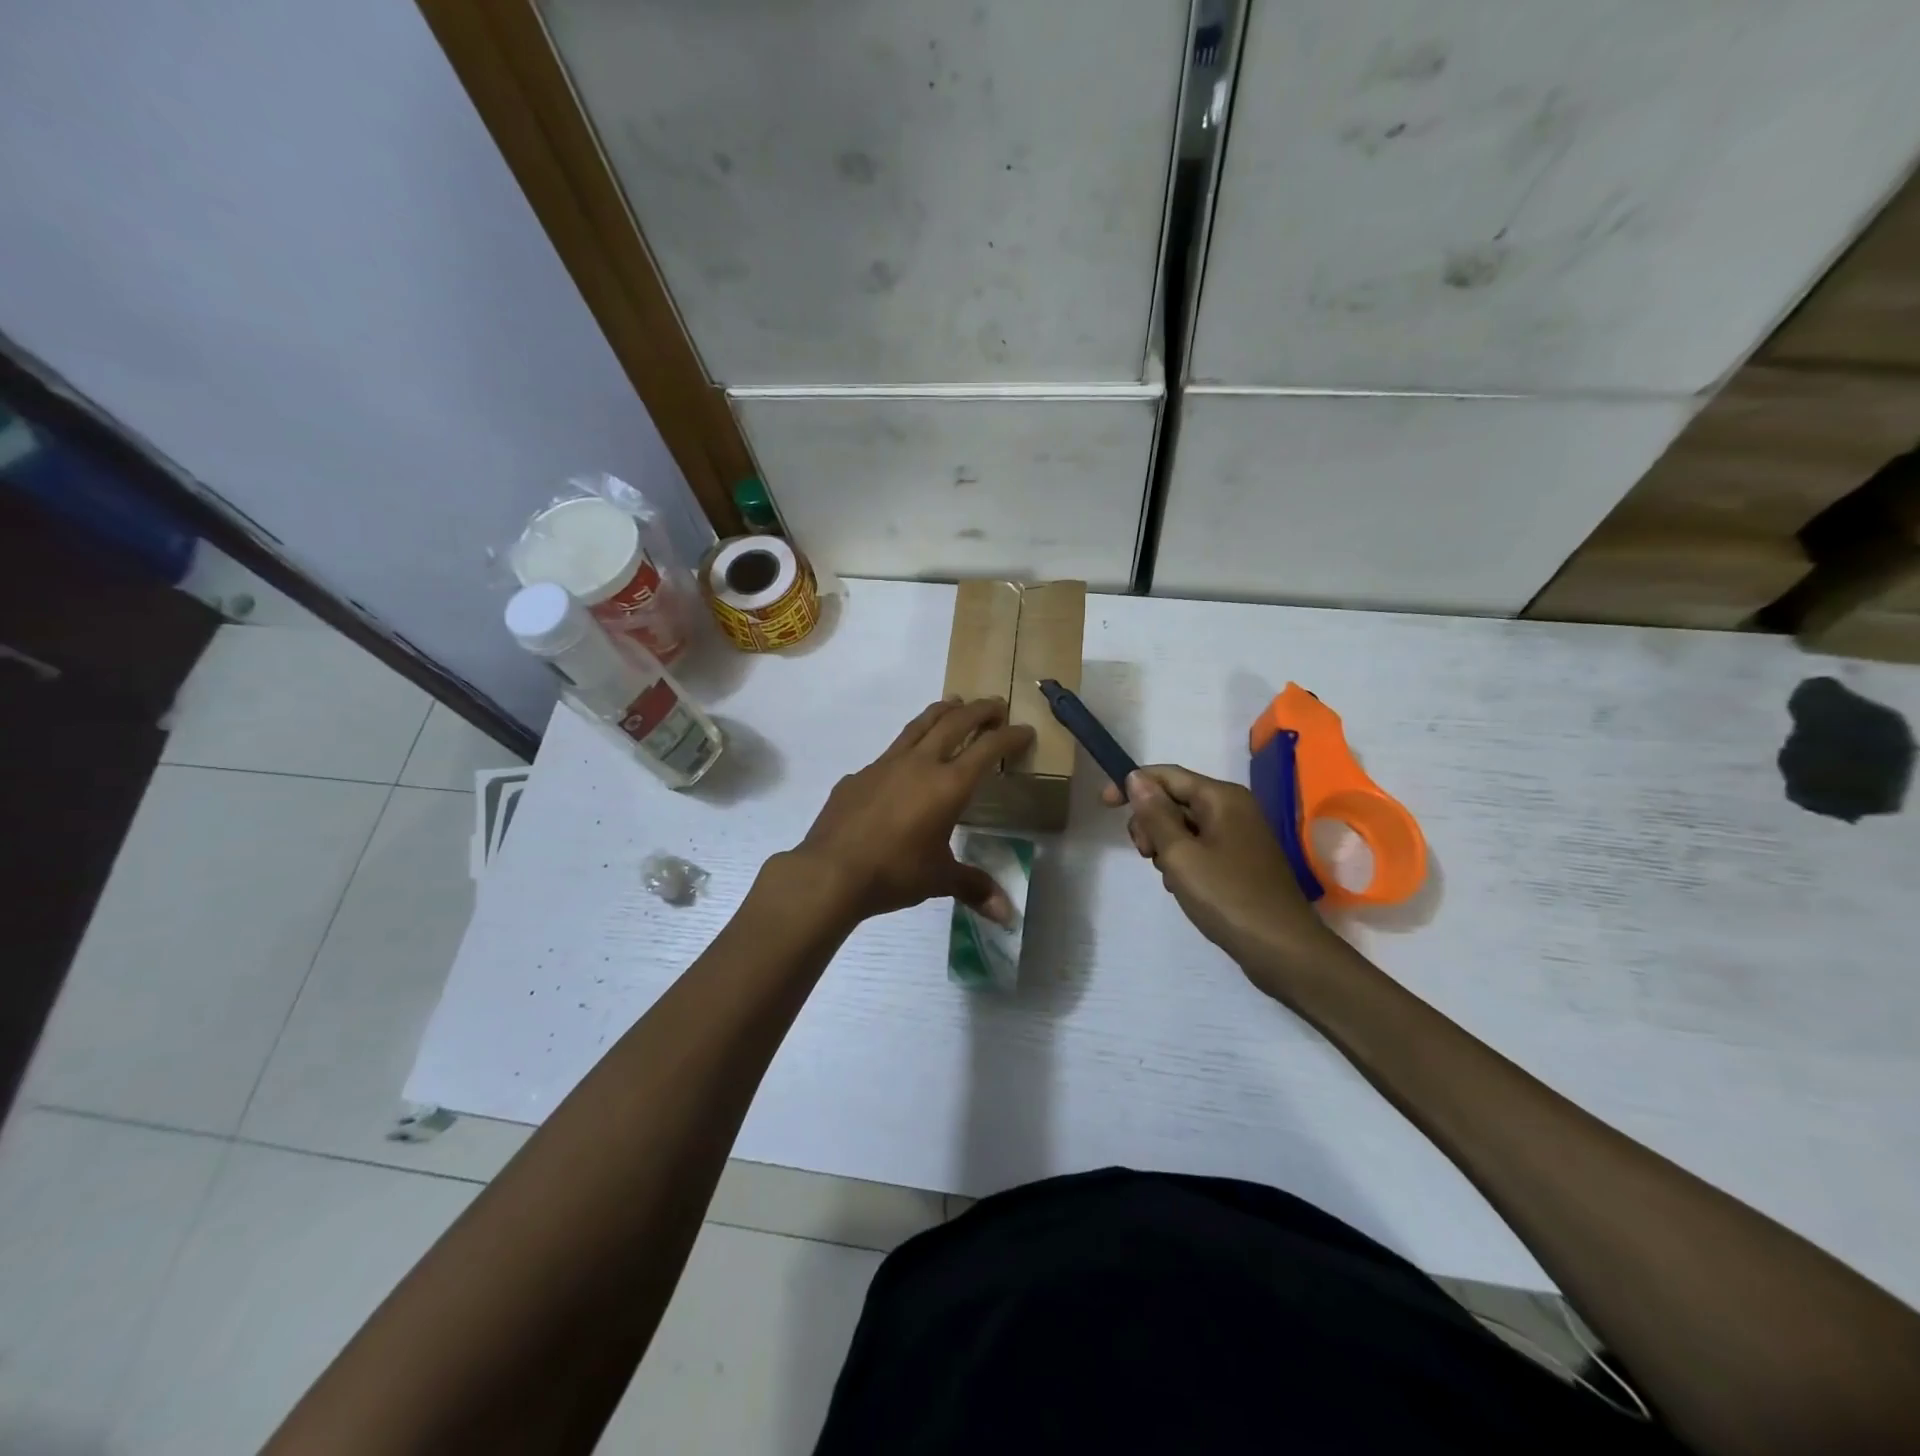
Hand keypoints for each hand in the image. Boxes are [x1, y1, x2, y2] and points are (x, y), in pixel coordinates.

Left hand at [788, 697, 1033, 926]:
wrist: (830, 871)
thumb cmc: (894, 872)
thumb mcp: (939, 879)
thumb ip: (974, 887)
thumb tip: (1007, 916)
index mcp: (948, 785)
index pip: (988, 749)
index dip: (1009, 736)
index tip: (1024, 730)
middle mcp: (920, 764)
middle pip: (955, 722)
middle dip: (979, 711)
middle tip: (995, 705)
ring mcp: (885, 764)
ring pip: (919, 725)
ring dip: (941, 711)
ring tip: (954, 704)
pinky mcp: (859, 774)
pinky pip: (889, 752)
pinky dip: (907, 746)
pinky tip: (904, 761)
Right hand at [1102, 765, 1340, 997]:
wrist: (1282, 949)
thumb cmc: (1227, 897)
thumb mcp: (1180, 854)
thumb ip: (1155, 814)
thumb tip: (1136, 778)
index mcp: (1222, 797)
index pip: (1166, 775)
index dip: (1132, 785)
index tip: (1104, 806)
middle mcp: (1233, 807)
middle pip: (1174, 799)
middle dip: (1150, 822)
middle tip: (1146, 855)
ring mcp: (1240, 834)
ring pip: (1184, 826)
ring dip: (1165, 846)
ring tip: (1170, 876)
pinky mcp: (1241, 860)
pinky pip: (1200, 846)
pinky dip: (1183, 860)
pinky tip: (1184, 886)